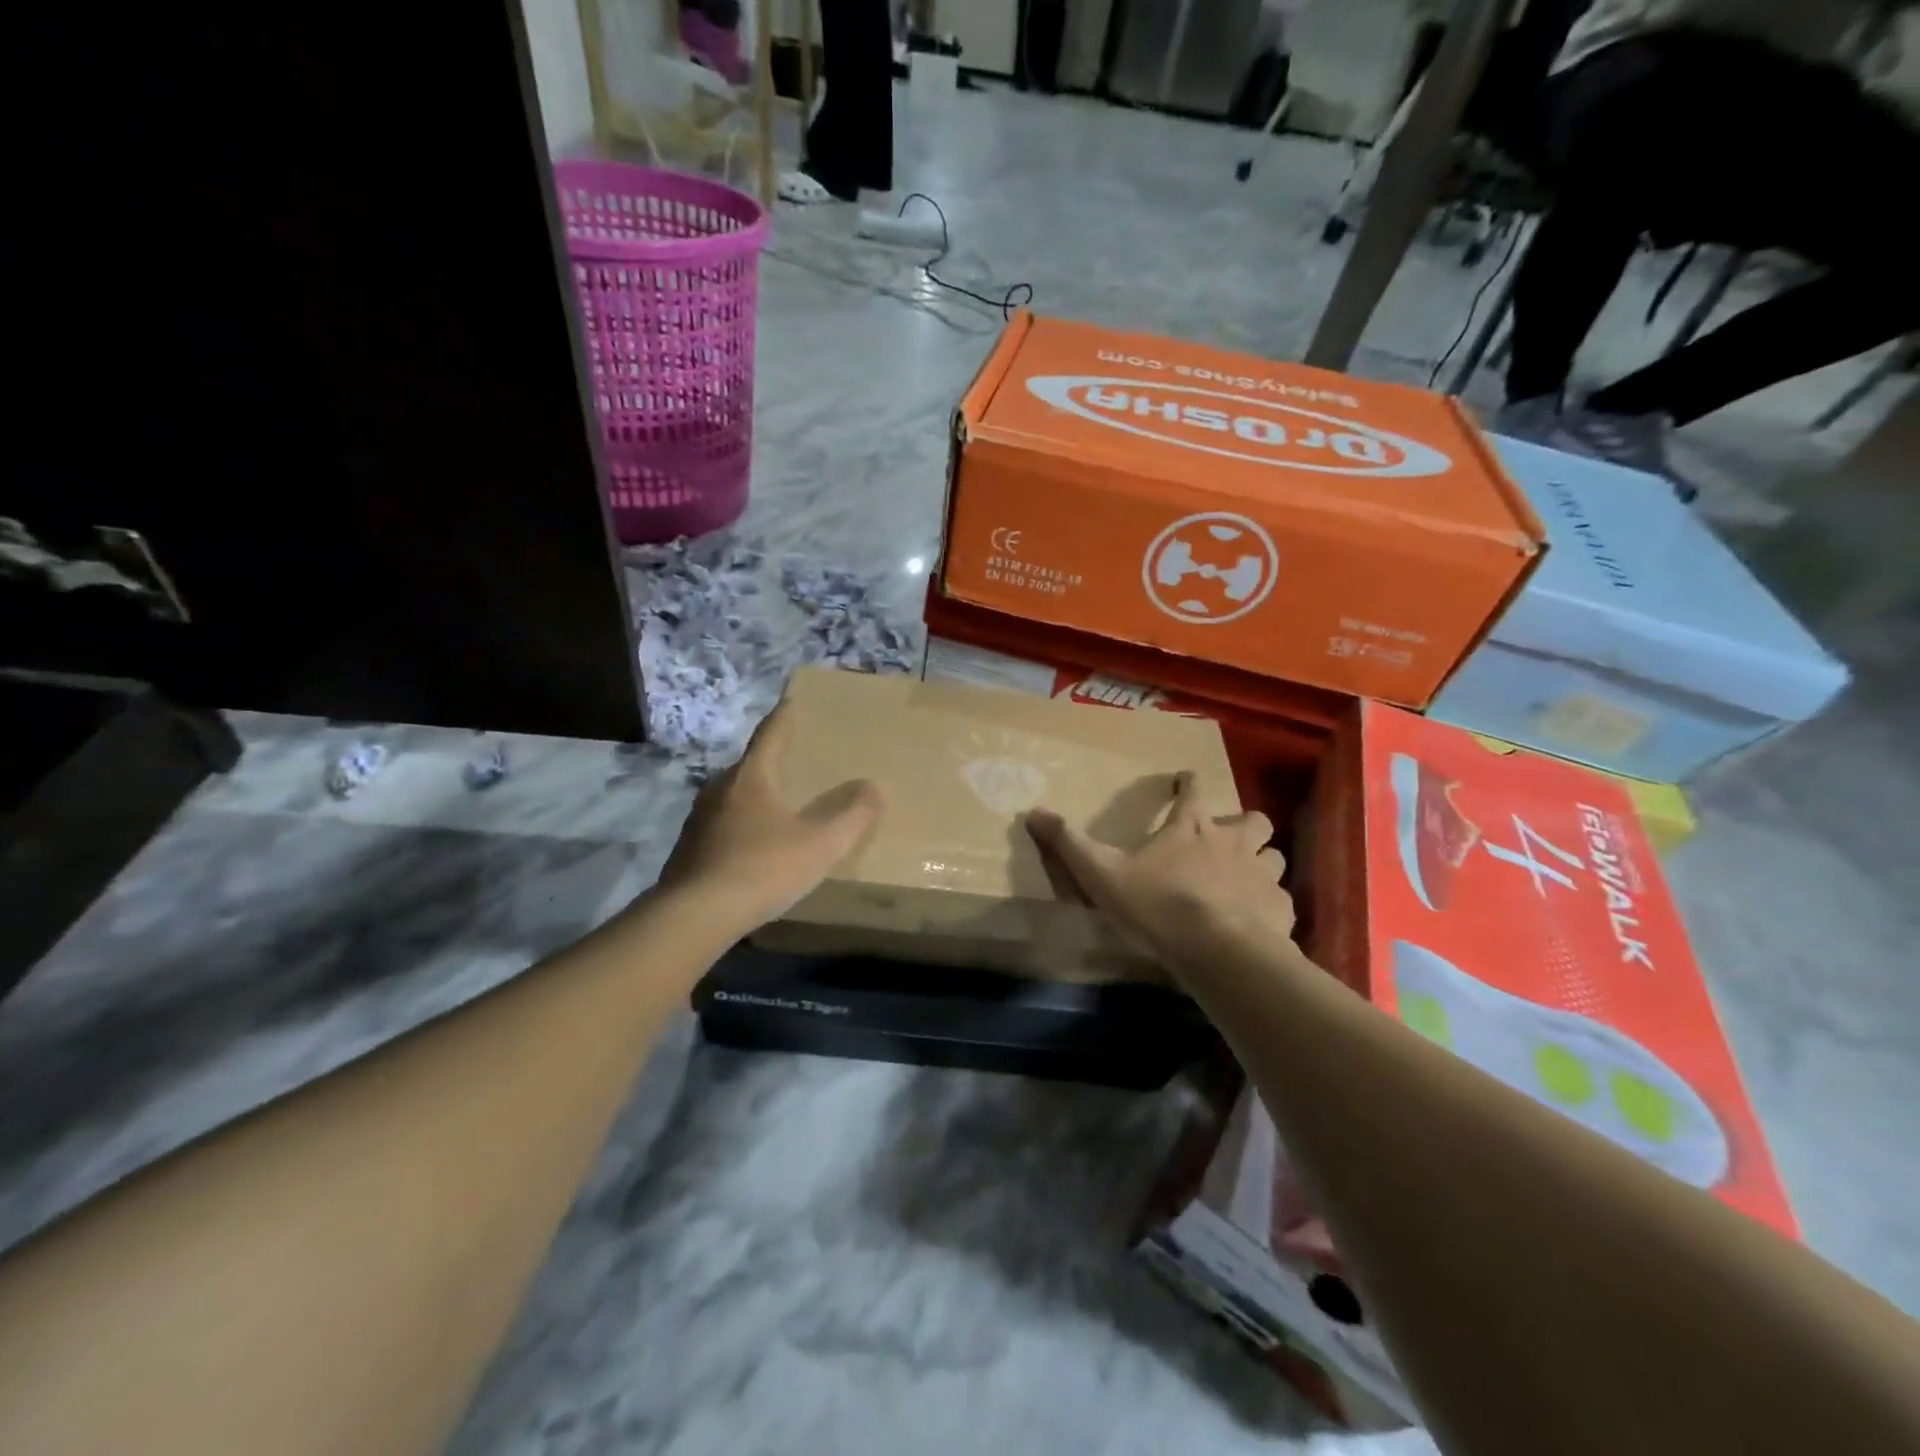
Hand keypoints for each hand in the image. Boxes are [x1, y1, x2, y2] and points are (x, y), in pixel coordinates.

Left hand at [657, 701, 883, 933]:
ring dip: (757, 797)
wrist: (694, 917)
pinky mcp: (689, 850)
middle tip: (797, 761)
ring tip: (780, 806)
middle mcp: (720, 789)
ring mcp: (699, 820)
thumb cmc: (762, 869)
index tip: (792, 701)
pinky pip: (723, 827)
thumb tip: (872, 788)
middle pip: (751, 766)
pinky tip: (757, 848)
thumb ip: (851, 815)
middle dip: (774, 762)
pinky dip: (743, 827)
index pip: (770, 735)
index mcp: (751, 777)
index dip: (784, 718)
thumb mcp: (820, 844)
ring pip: (735, 798)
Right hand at [1027, 772, 1295, 969]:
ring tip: (1247, 876)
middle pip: (1252, 819)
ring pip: (1274, 856)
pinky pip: (1281, 899)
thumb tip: (1033, 812)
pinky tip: (1259, 919)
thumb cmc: (1158, 904)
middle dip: (1244, 822)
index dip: (1188, 782)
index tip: (1185, 778)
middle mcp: (1232, 842)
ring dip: (1263, 860)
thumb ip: (1069, 844)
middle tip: (1228, 837)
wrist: (1218, 950)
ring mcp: (1262, 874)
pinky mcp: (1280, 909)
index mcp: (1190, 828)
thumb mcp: (1102, 873)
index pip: (1192, 790)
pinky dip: (1270, 903)